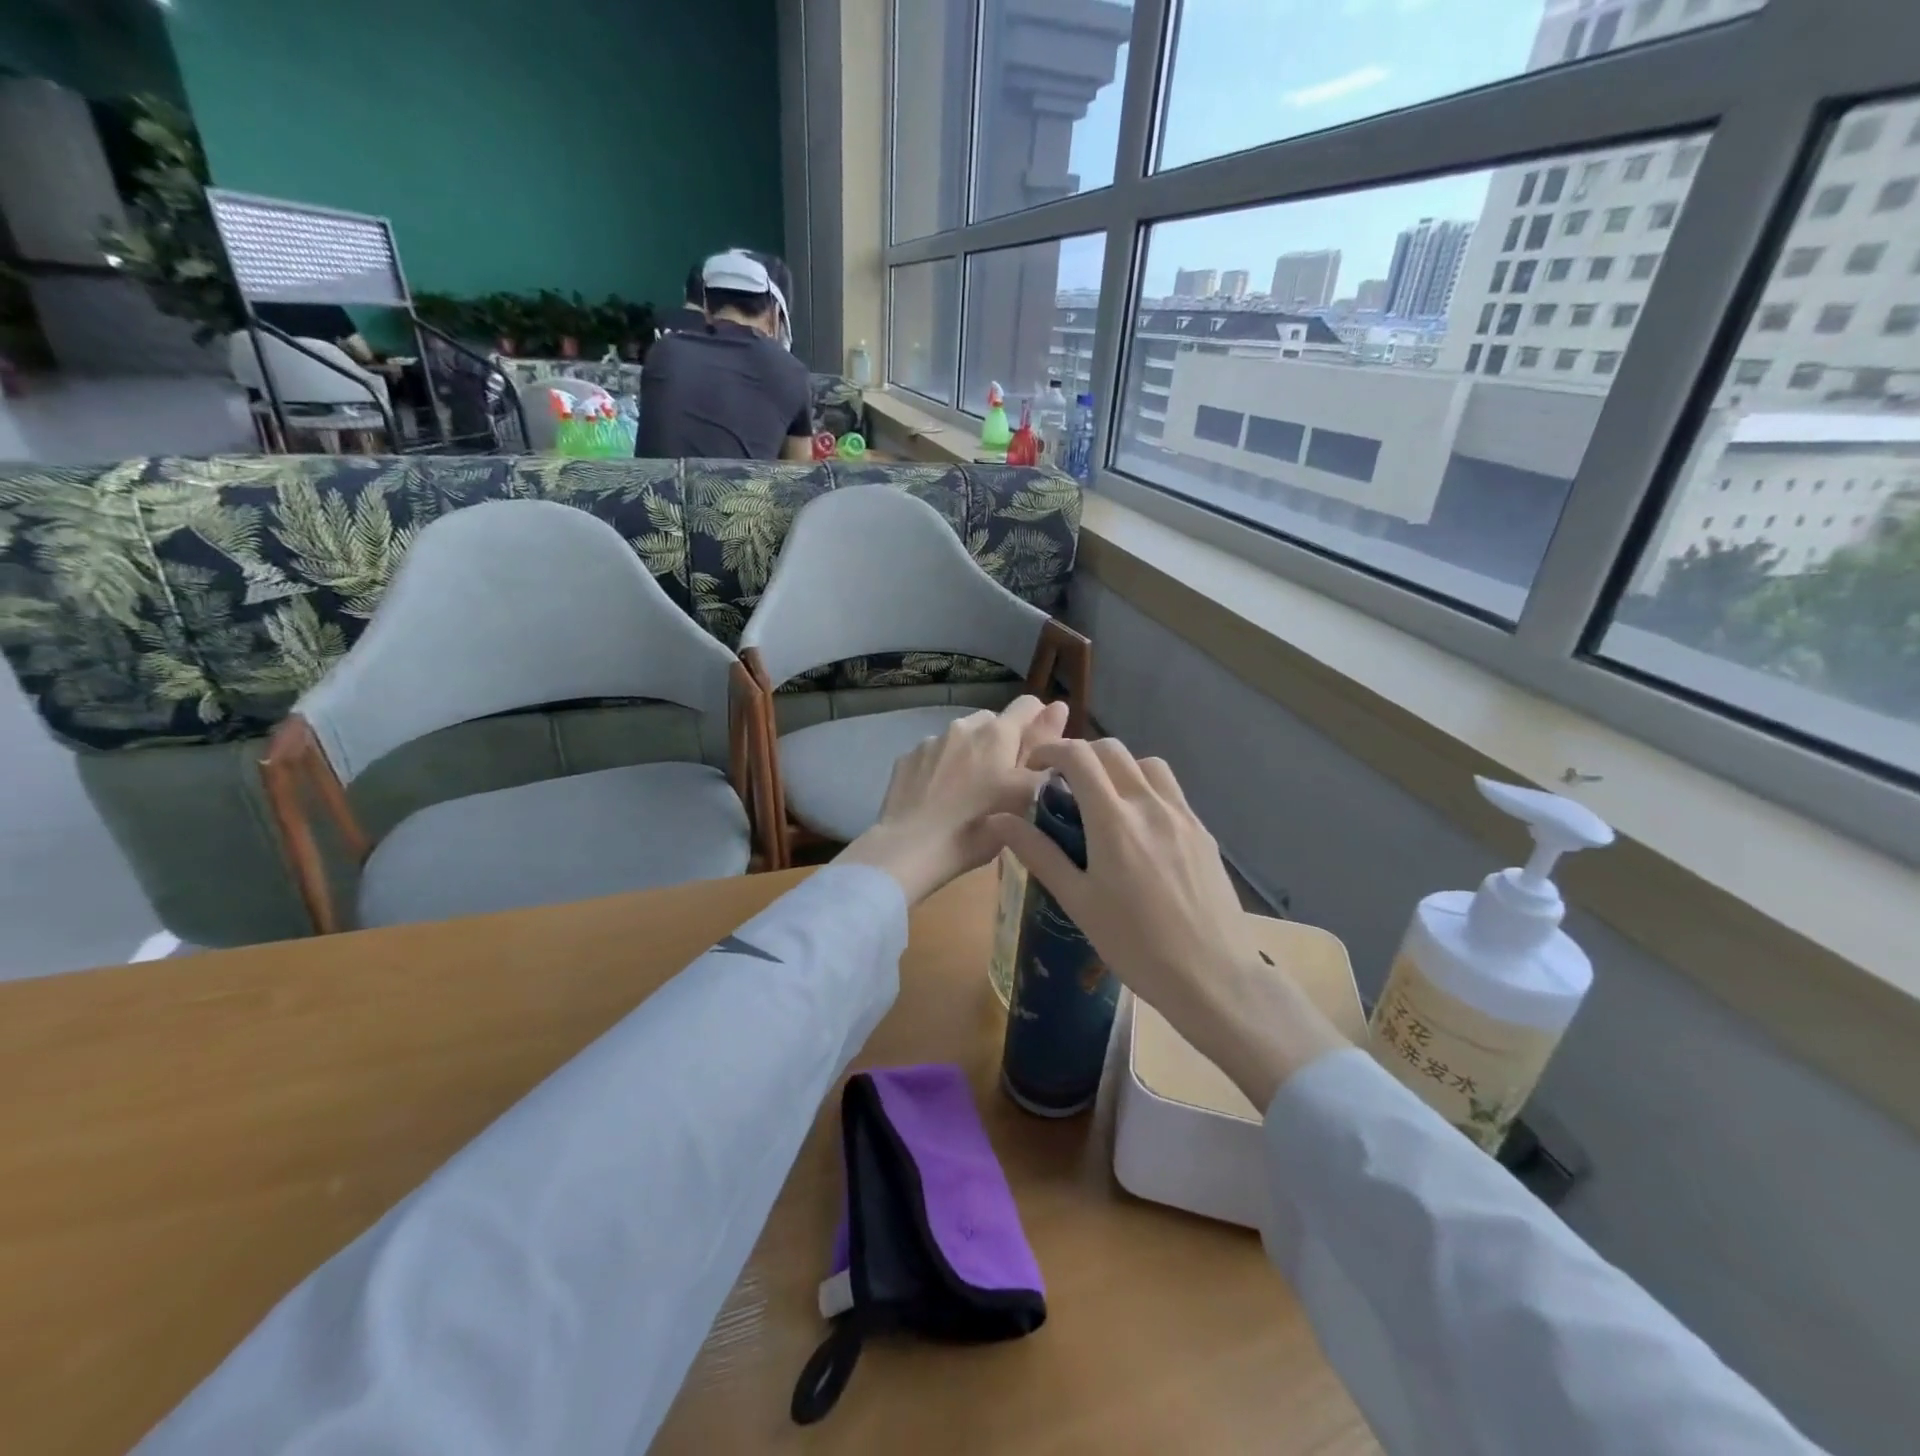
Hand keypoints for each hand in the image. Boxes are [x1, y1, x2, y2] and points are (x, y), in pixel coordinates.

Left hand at [836, 696, 1069, 905]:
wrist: (910, 848)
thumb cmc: (978, 825)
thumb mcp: (1025, 795)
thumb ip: (1044, 748)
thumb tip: (1059, 707)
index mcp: (998, 732)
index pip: (1028, 705)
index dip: (1039, 723)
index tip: (1038, 753)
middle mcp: (964, 726)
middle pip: (993, 722)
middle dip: (1001, 743)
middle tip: (1002, 782)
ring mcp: (931, 740)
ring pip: (961, 738)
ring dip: (970, 754)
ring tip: (967, 792)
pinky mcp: (906, 758)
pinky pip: (933, 754)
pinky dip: (941, 768)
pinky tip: (938, 797)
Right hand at [986, 738, 1345, 1109]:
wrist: (1214, 976)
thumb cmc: (1135, 945)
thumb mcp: (1078, 901)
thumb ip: (1038, 853)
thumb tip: (997, 819)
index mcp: (1114, 820)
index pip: (1079, 757)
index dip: (1051, 750)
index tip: (1034, 767)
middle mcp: (1150, 805)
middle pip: (1113, 750)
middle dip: (1082, 756)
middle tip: (1063, 786)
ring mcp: (1183, 816)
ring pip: (1147, 765)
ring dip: (1118, 768)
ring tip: (1103, 801)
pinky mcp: (1203, 832)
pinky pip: (1170, 792)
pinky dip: (1146, 790)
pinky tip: (1139, 830)